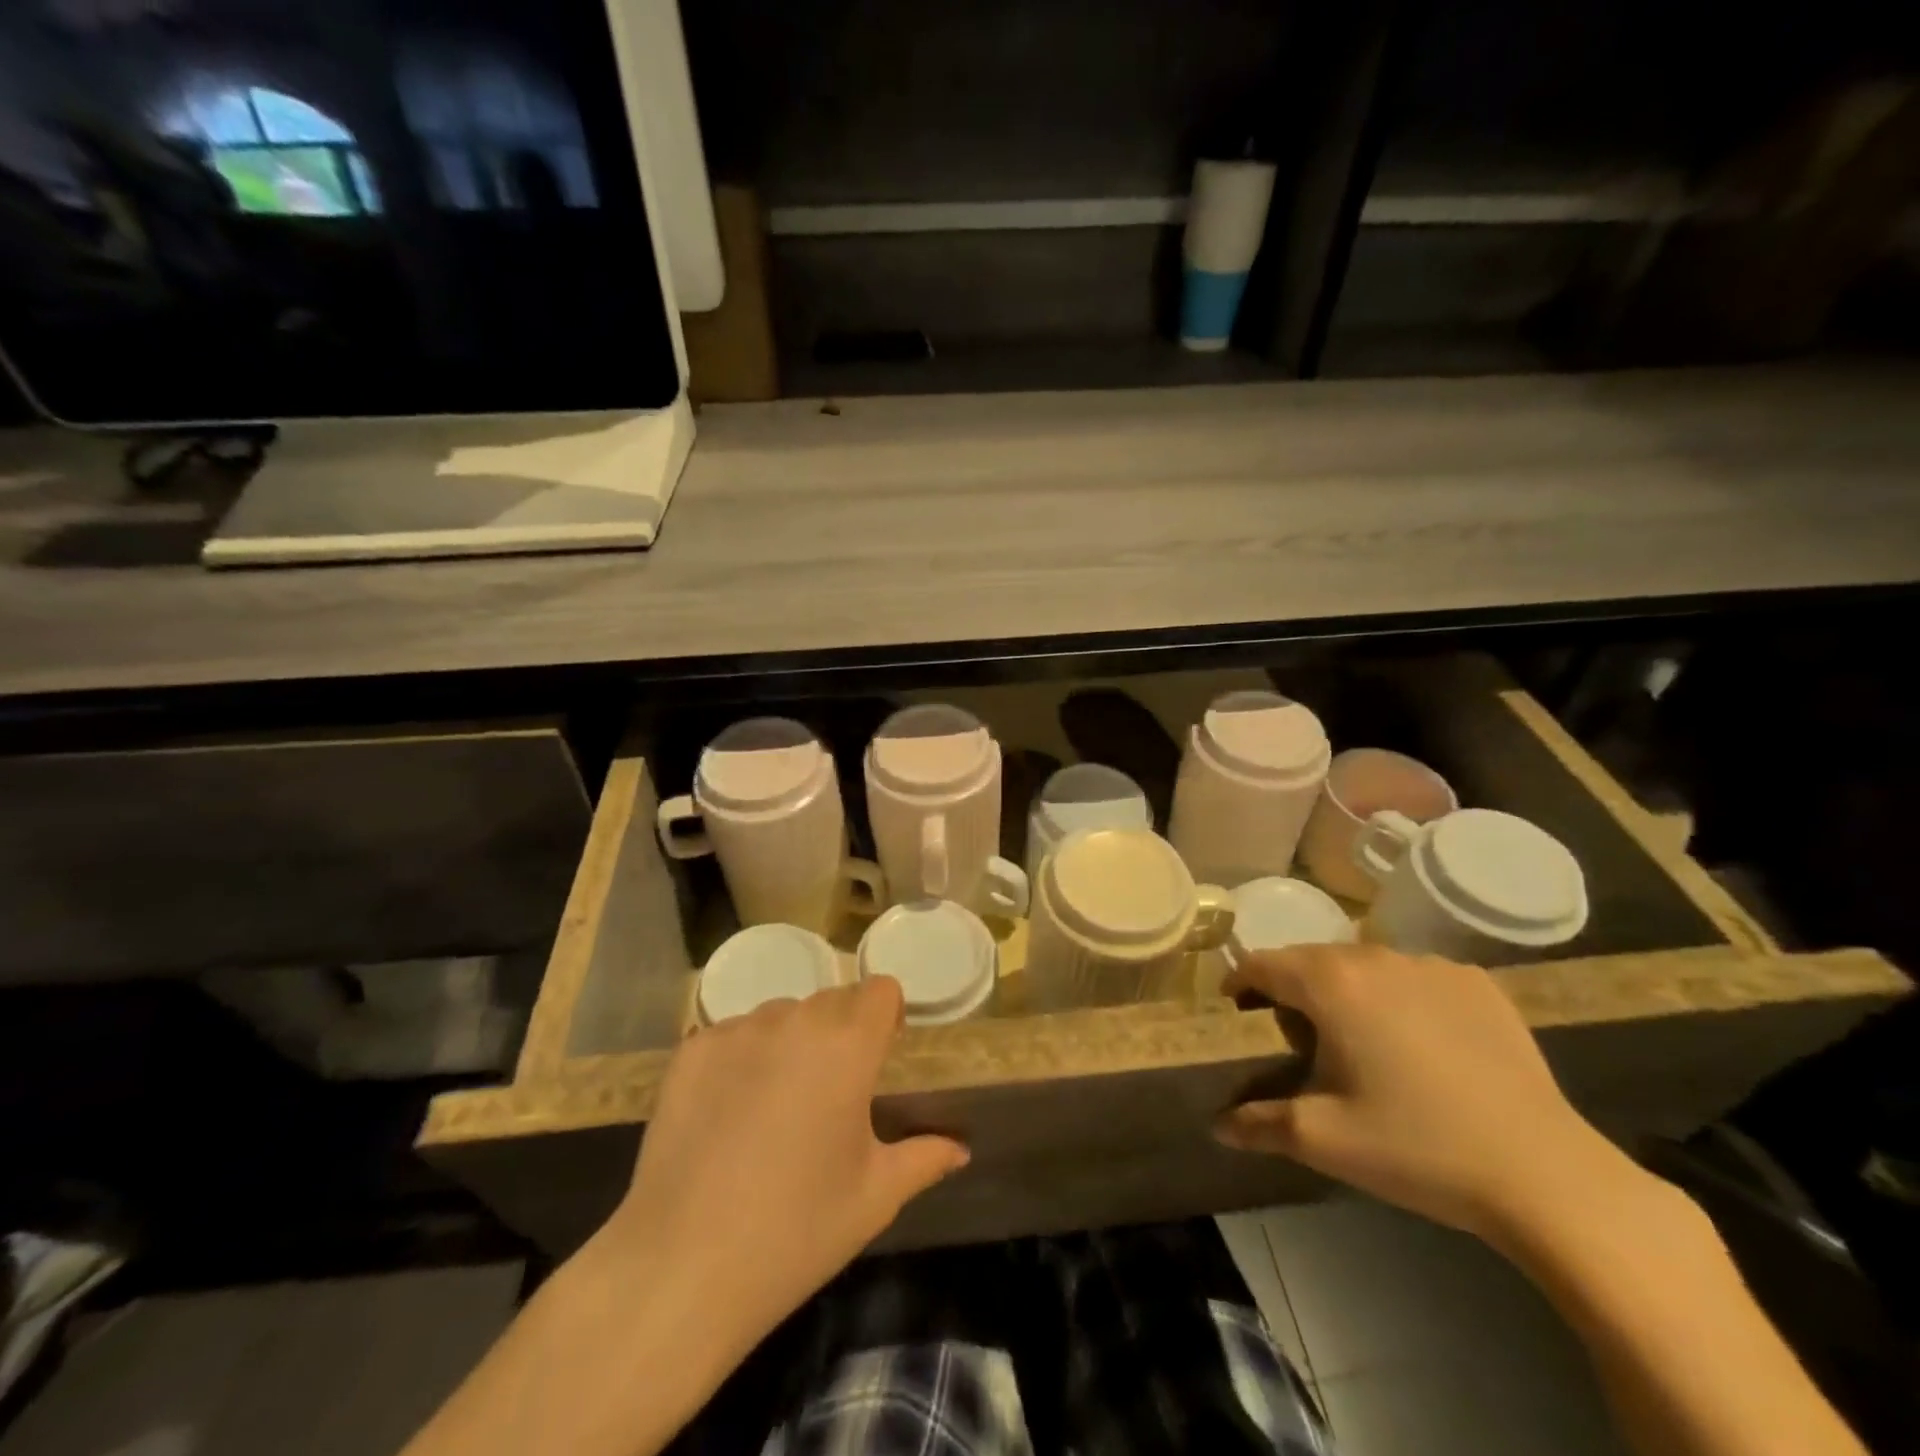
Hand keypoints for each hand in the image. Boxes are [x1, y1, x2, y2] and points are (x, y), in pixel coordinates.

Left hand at [589, 978, 967, 1365]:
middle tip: (830, 1093)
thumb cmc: (796, 1231)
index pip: (880, 990)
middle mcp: (794, 1020)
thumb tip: (960, 1149)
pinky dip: (742, 1059)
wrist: (681, 1269)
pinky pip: (733, 1036)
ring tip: (776, 1106)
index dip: (886, 1016)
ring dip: (790, 1043)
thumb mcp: (874, 1197)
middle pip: (831, 1001)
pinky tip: (728, 1113)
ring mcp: (737, 1031)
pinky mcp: (691, 1051)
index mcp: (847, 1044)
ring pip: (781, 1015)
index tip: (880, 1055)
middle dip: (840, 1033)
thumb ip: (924, 1159)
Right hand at [1216, 944, 1640, 1246]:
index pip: (1264, 963)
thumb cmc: (1418, 1148)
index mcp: (1331, 984)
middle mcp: (1375, 958)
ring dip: (1346, 991)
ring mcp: (1432, 966)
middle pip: (1312, 959)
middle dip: (1292, 990)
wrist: (1545, 1174)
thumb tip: (1218, 1126)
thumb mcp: (1324, 1140)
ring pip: (1365, 965)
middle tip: (1296, 1038)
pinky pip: (1416, 977)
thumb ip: (1259, 1124)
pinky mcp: (1478, 984)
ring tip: (1359, 1041)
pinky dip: (1400, 997)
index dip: (1241, 982)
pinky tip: (1420, 1043)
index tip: (1236, 1010)